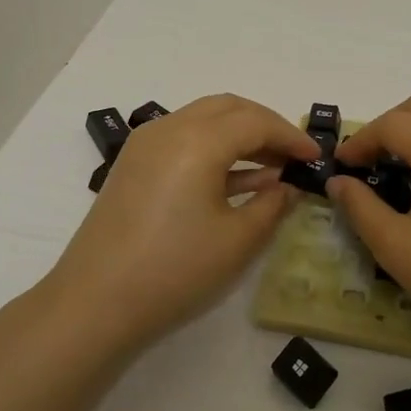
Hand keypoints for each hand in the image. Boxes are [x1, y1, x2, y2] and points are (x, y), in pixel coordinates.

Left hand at [44, 94, 319, 351]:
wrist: (95, 302)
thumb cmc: (175, 270)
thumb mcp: (238, 241)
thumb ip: (272, 205)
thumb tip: (288, 186)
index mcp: (197, 140)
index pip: (255, 121)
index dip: (290, 136)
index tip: (315, 157)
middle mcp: (169, 128)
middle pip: (227, 108)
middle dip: (265, 125)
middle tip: (293, 154)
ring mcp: (145, 145)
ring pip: (202, 120)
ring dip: (238, 135)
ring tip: (271, 167)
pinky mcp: (133, 165)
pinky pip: (182, 140)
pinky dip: (213, 149)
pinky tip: (236, 179)